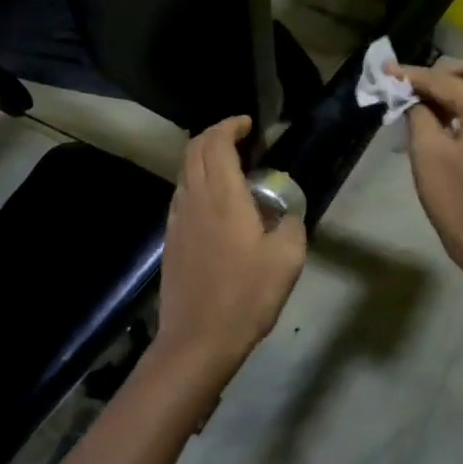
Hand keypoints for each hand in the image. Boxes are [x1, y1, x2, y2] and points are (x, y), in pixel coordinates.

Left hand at [155, 116, 307, 386]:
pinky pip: (182, 195)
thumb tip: (285, 215)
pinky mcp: (172, 240)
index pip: (216, 144)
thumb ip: (291, 226)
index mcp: (222, 197)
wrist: (198, 339)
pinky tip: (215, 203)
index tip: (247, 124)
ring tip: (230, 167)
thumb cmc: (246, 296)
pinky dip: (197, 183)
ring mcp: (177, 220)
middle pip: (194, 151)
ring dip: (203, 159)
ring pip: (184, 173)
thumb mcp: (287, 259)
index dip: (229, 126)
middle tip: (239, 138)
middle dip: (214, 135)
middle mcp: (194, 200)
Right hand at [391, 58, 462, 275]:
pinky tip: (438, 120)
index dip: (413, 76)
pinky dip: (462, 108)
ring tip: (418, 104)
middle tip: (410, 88)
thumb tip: (411, 95)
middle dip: (440, 75)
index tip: (385, 70)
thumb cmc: (455, 197)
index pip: (446, 81)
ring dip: (451, 90)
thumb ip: (418, 112)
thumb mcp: (427, 150)